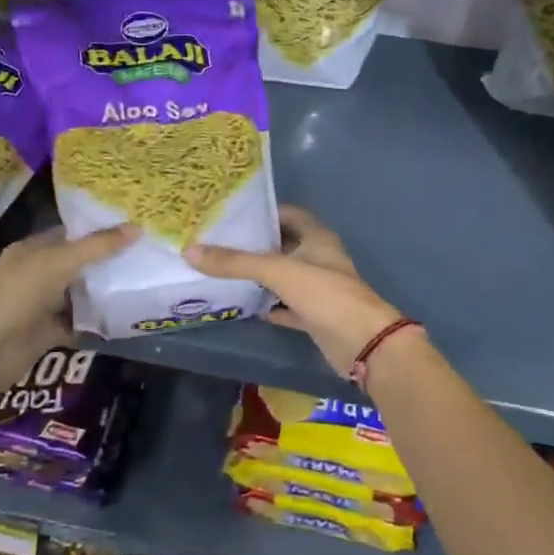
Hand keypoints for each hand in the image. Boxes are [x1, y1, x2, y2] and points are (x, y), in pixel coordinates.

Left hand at [0, 224, 136, 395]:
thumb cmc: (19, 293)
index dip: (98, 229)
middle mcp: (37, 274)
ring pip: (79, 295)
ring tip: (143, 282)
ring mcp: (42, 305)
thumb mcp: (61, 261)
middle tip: (145, 254)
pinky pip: (79, 324)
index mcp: (33, 250)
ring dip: (104, 293)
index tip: (131, 227)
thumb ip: (98, 247)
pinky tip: (125, 317)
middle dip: (106, 262)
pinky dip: (97, 323)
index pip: (69, 233)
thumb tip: (137, 228)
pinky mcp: (48, 333)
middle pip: (77, 264)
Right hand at [186, 205, 403, 375]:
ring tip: (222, 270)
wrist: (362, 342)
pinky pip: (286, 305)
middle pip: (283, 244)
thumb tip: (191, 251)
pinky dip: (269, 304)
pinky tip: (245, 304)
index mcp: (317, 237)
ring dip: (260, 274)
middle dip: (255, 244)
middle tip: (217, 241)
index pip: (287, 213)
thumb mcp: (277, 271)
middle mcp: (319, 257)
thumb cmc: (325, 294)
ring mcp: (318, 288)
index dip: (262, 212)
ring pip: (284, 275)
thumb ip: (235, 262)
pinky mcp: (315, 315)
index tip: (231, 213)